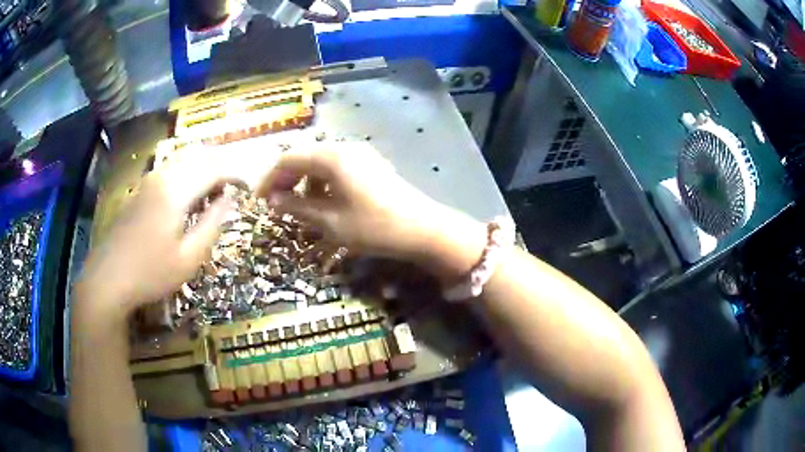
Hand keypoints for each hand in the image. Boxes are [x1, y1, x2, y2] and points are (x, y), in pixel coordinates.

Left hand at [75, 150, 236, 317]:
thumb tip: (230, 199)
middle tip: (232, 191)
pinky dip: (187, 174)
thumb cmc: (151, 273)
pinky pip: (170, 169)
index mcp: (175, 190)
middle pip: (199, 156)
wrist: (108, 279)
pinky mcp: (140, 190)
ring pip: (183, 160)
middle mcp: (162, 176)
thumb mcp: (189, 258)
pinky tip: (187, 197)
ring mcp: (148, 181)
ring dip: (203, 169)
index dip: (235, 175)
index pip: (214, 169)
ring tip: (213, 194)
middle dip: (221, 167)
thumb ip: (213, 224)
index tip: (247, 190)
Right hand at [260, 143, 484, 276]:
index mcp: (331, 157)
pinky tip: (327, 203)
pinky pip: (338, 169)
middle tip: (277, 205)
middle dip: (287, 180)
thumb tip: (272, 200)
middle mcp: (344, 148)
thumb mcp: (329, 221)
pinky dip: (324, 183)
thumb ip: (296, 206)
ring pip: (321, 163)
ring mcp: (361, 154)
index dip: (270, 179)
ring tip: (301, 208)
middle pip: (304, 157)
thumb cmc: (372, 226)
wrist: (423, 229)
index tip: (260, 202)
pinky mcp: (372, 165)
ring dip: (306, 183)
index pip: (288, 159)